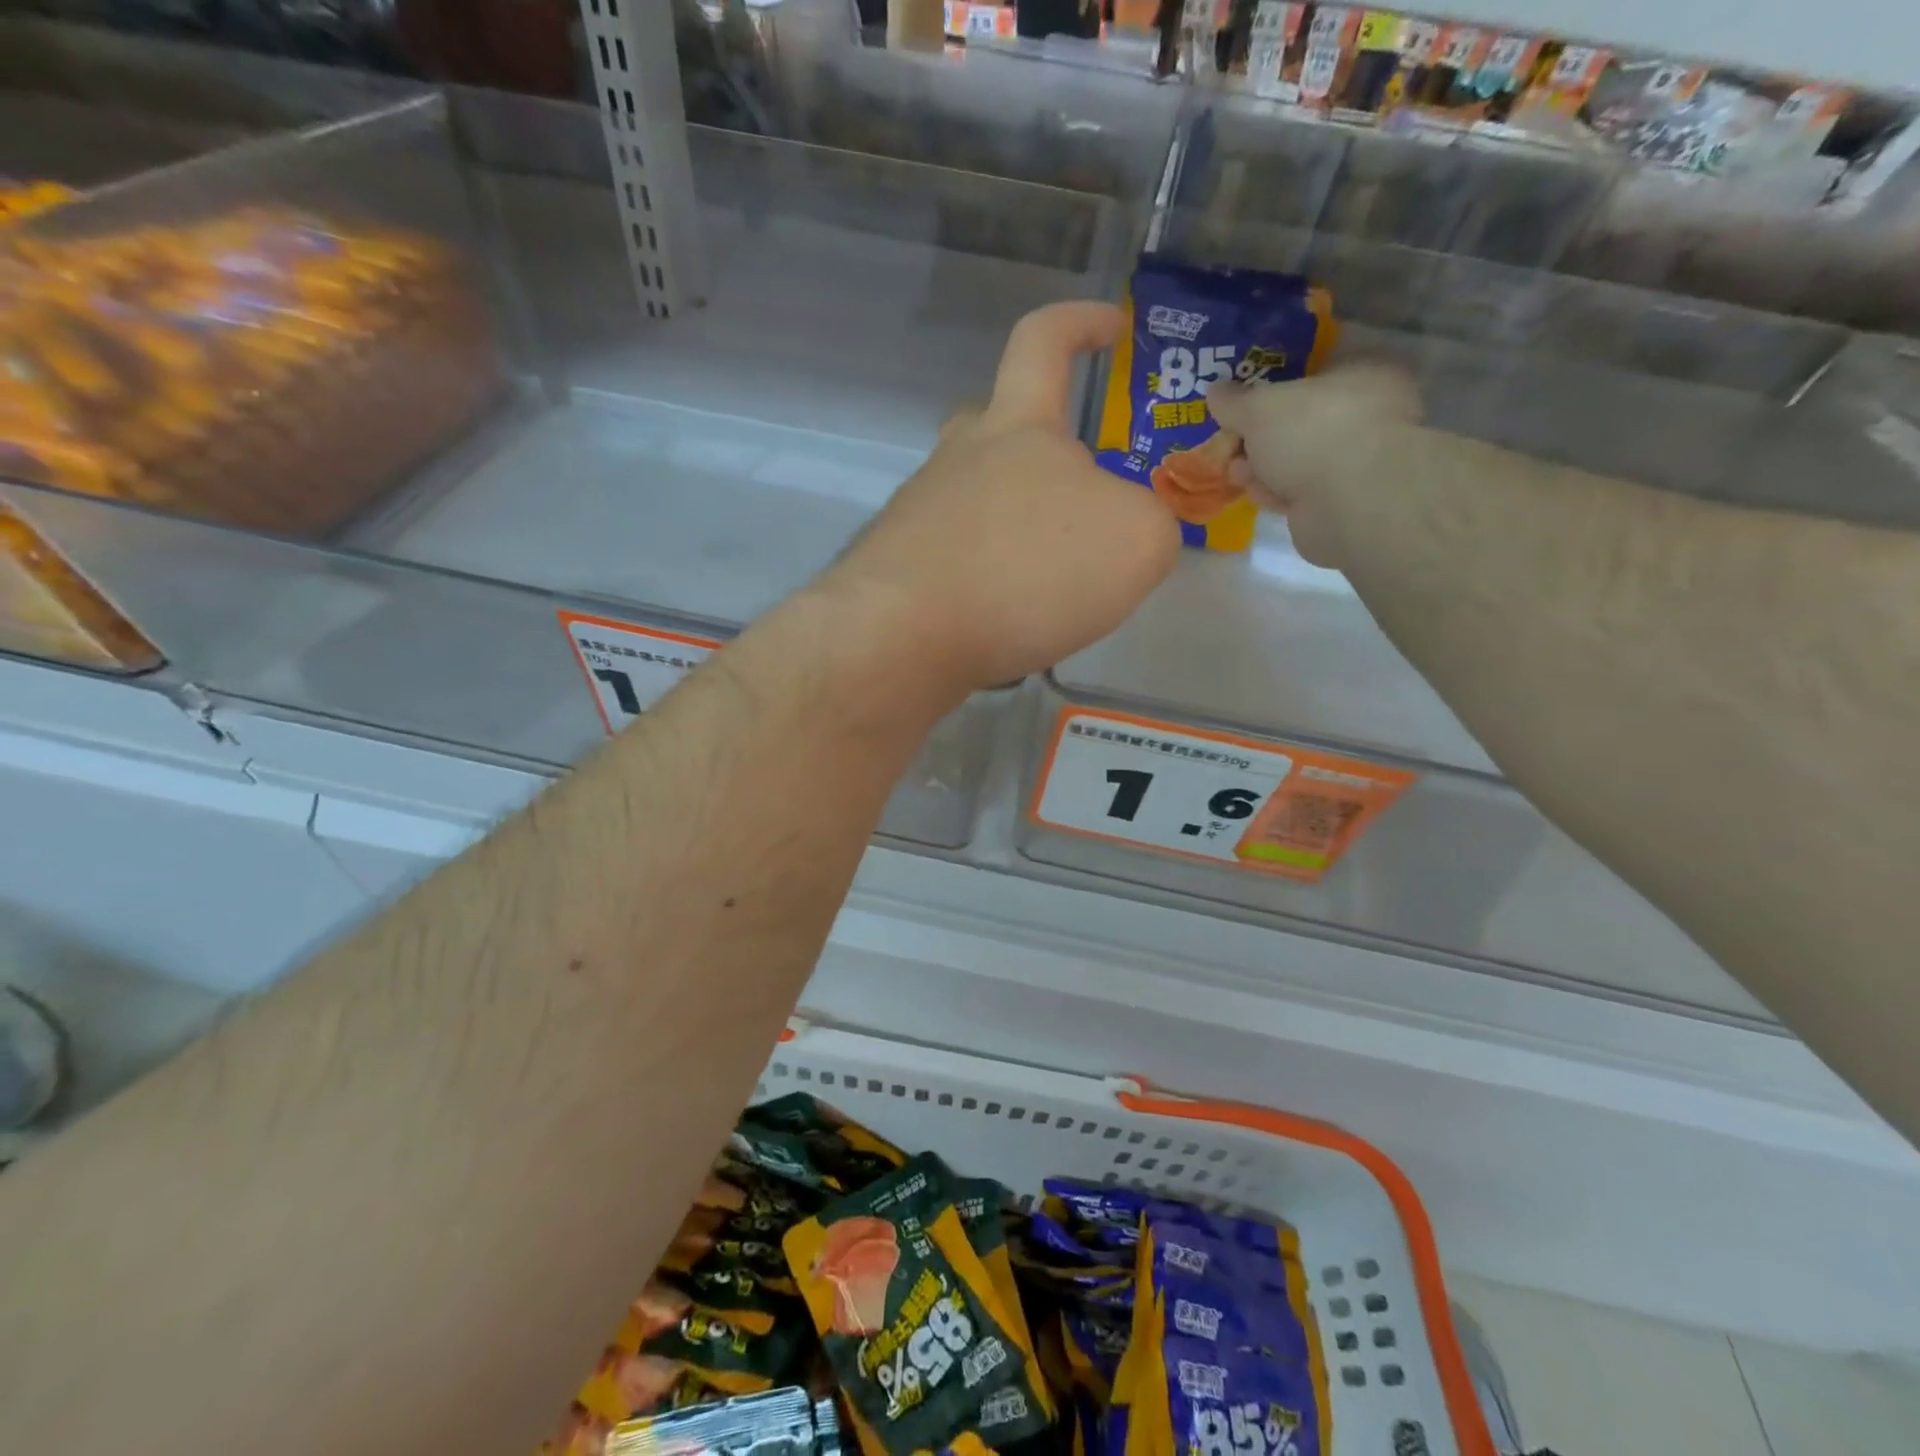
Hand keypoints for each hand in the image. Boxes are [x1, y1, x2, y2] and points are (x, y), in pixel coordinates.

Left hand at [824, 301, 1181, 688]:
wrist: (908, 636)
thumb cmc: (1029, 569)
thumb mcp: (1135, 541)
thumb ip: (1149, 522)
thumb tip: (1127, 531)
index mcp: (1017, 427)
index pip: (1043, 341)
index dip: (1079, 324)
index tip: (1111, 328)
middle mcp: (959, 458)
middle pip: (995, 425)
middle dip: (1039, 447)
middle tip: (1078, 500)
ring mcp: (920, 513)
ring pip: (974, 498)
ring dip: (1014, 525)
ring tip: (1052, 585)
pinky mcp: (899, 568)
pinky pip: (956, 557)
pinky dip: (987, 578)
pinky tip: (1006, 620)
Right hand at [1209, 364, 1421, 570]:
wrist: (1349, 502)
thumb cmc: (1312, 432)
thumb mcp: (1259, 407)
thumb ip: (1235, 400)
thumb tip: (1215, 391)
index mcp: (1364, 372)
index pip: (1314, 371)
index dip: (1274, 386)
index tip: (1243, 403)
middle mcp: (1368, 412)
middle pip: (1301, 420)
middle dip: (1261, 435)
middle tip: (1232, 442)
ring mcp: (1359, 460)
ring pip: (1299, 458)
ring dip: (1264, 467)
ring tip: (1236, 473)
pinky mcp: (1345, 501)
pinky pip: (1303, 490)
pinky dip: (1279, 492)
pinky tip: (1259, 496)